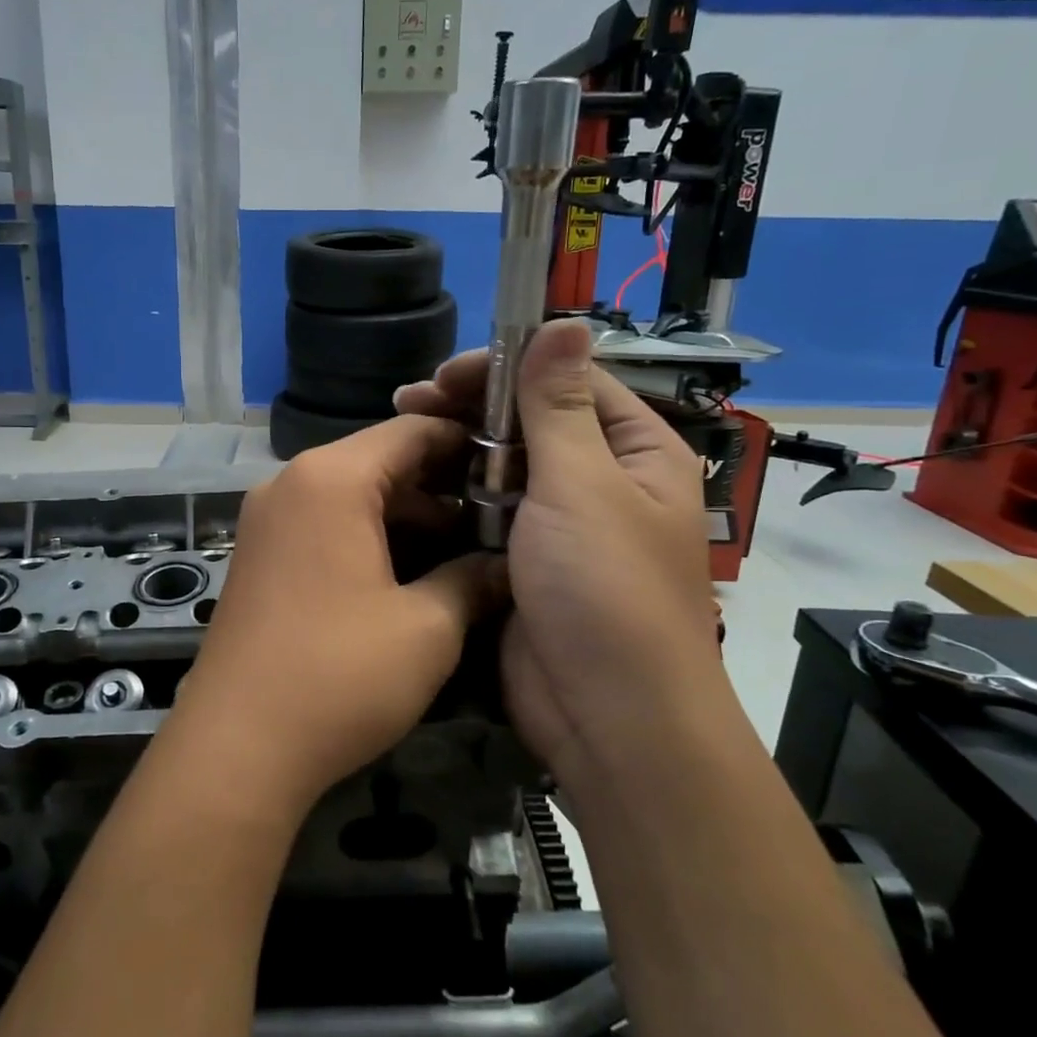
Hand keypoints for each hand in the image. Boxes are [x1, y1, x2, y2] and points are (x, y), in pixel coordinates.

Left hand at [167, 416, 504, 816]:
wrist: (238, 746)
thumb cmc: (339, 676)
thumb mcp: (427, 628)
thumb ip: (473, 581)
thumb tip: (507, 566)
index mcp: (331, 478)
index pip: (411, 431)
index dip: (467, 444)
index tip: (514, 471)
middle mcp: (291, 483)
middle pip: (379, 461)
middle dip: (441, 488)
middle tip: (498, 520)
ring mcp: (267, 520)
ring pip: (352, 496)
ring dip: (406, 518)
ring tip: (464, 552)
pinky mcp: (259, 556)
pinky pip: (324, 525)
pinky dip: (368, 538)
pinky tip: (409, 575)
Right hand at [395, 321, 725, 790]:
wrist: (604, 715)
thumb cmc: (604, 589)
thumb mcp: (584, 485)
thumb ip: (561, 405)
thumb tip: (567, 322)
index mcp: (634, 452)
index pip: (568, 382)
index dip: (507, 369)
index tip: (444, 374)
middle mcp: (599, 481)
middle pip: (530, 421)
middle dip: (472, 408)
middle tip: (408, 403)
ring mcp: (558, 524)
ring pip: (502, 467)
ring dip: (457, 450)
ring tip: (402, 436)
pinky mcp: (522, 561)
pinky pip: (486, 512)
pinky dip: (454, 496)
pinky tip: (415, 486)